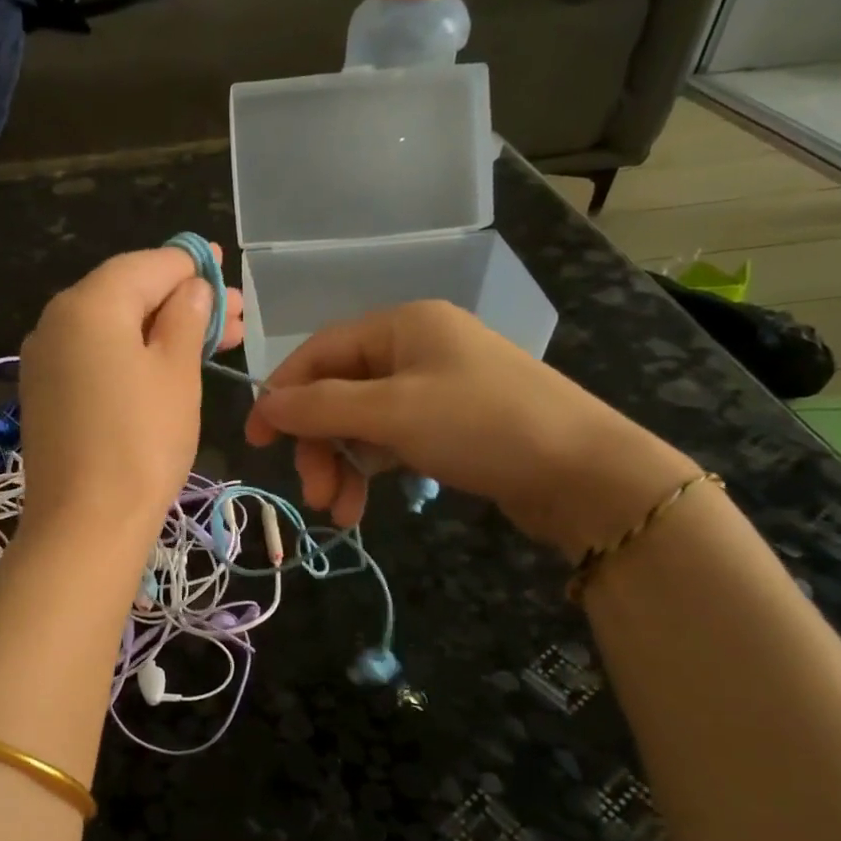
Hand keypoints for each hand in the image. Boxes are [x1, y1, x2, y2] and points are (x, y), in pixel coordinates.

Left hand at [19, 245, 243, 542]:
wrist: (85, 523)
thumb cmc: (142, 442)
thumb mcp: (177, 373)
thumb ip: (186, 318)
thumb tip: (192, 289)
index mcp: (89, 304)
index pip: (148, 265)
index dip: (192, 265)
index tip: (225, 271)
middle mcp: (56, 321)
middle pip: (127, 294)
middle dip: (182, 302)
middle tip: (234, 319)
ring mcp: (45, 359)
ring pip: (111, 328)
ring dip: (160, 330)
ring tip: (212, 343)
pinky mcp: (46, 393)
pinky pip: (94, 356)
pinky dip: (130, 354)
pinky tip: (165, 367)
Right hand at [244, 301, 695, 559]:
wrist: (584, 474)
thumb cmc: (481, 425)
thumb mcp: (392, 413)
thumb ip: (320, 406)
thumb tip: (262, 404)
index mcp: (401, 325)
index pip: (319, 353)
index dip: (282, 395)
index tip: (256, 441)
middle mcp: (414, 348)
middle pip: (338, 393)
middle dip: (320, 446)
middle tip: (313, 494)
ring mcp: (433, 387)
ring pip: (361, 423)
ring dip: (342, 467)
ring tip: (340, 515)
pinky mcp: (448, 425)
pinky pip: (389, 441)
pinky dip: (370, 471)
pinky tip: (363, 506)